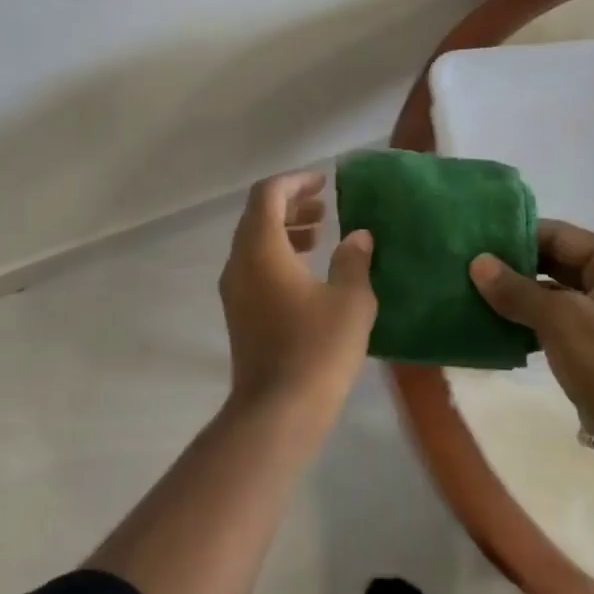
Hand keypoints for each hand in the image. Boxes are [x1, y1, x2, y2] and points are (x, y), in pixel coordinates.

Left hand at [219, 172, 376, 422]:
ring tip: (320, 234)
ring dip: (284, 231)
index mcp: (261, 249)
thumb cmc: (317, 349)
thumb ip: (354, 260)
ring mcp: (235, 291)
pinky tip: (308, 272)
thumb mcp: (350, 300)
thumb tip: (359, 237)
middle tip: (324, 206)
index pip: (268, 195)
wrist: (278, 411)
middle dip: (290, 205)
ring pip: (254, 243)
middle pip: (257, 216)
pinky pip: (254, 268)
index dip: (295, 181)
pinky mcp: (239, 314)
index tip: (323, 182)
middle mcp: (239, 263)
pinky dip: (278, 256)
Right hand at [470, 220, 593, 437]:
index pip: (559, 235)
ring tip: (469, 292)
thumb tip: (477, 262)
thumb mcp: (563, 322)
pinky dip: (525, 320)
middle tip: (464, 267)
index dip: (516, 236)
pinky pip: (553, 320)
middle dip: (511, 266)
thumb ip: (518, 290)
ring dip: (514, 294)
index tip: (472, 241)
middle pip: (554, 261)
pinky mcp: (593, 344)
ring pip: (550, 292)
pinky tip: (491, 323)